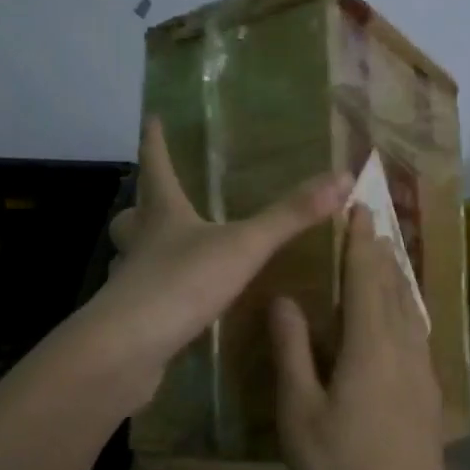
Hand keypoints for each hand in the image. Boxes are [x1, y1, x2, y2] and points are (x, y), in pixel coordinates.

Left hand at [78, 118, 350, 407]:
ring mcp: (132, 283)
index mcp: (162, 215)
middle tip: (157, 202)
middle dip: (143, 206)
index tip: (151, 117)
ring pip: (133, 258)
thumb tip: (342, 176)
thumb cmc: (181, 284)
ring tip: (174, 252)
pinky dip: (162, 295)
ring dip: (147, 250)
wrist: (128, 351)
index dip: (155, 141)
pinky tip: (182, 306)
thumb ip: (290, 216)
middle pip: (133, 216)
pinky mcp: (135, 320)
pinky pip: (147, 298)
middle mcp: (141, 244)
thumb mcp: (244, 246)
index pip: (156, 166)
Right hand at [271, 207, 451, 469]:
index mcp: (369, 346)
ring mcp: (421, 375)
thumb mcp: (299, 413)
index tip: (358, 209)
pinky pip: (415, 335)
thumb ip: (292, 351)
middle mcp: (402, 349)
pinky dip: (403, 312)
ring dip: (395, 280)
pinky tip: (397, 323)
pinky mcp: (427, 397)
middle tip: (370, 225)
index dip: (360, 242)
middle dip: (381, 254)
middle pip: (394, 288)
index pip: (366, 278)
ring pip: (410, 312)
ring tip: (383, 261)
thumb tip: (285, 300)